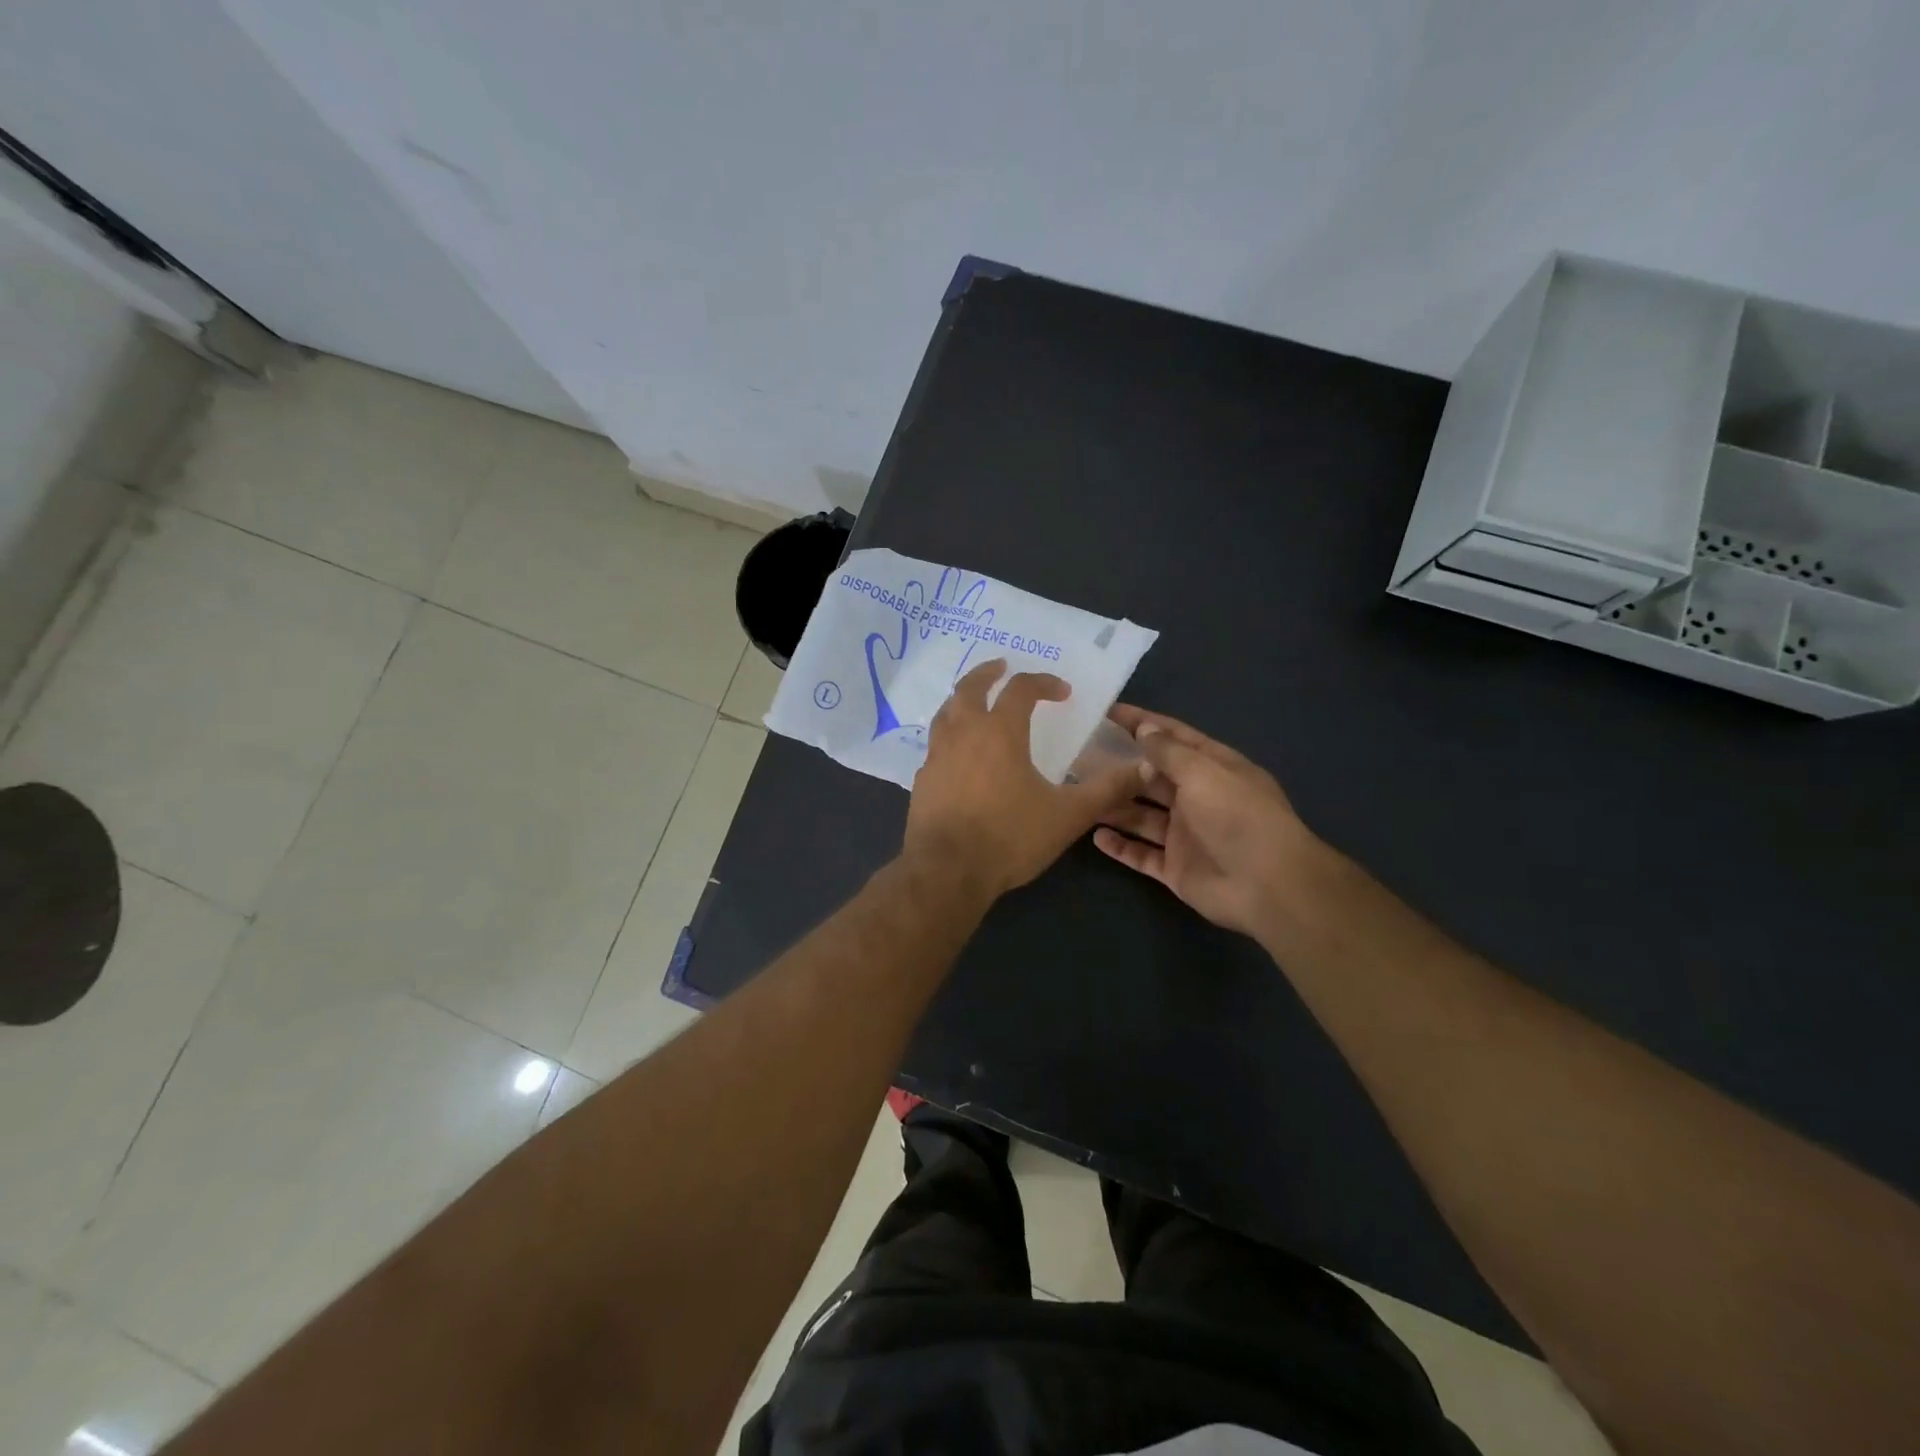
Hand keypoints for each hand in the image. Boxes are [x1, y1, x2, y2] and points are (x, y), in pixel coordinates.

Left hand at [904, 660, 1140, 900]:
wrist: (947, 871)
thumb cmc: (1009, 837)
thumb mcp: (1068, 815)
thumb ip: (1106, 790)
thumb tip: (1144, 769)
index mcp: (1000, 731)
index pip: (1021, 689)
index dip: (1044, 683)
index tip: (1063, 692)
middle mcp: (963, 733)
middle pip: (969, 687)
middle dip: (988, 672)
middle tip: (1002, 667)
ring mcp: (937, 756)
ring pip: (946, 712)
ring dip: (962, 700)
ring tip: (975, 703)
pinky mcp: (922, 781)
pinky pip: (936, 746)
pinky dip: (950, 737)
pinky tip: (959, 755)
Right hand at [1093, 705, 1318, 940]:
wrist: (1267, 885)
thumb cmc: (1238, 817)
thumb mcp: (1203, 772)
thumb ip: (1169, 752)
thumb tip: (1145, 730)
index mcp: (1212, 768)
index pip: (1172, 738)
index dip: (1142, 723)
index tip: (1106, 713)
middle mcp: (1198, 798)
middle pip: (1152, 778)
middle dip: (1120, 767)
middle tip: (1079, 757)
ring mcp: (1185, 835)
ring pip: (1141, 815)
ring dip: (1114, 806)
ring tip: (1079, 793)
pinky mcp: (1176, 868)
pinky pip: (1141, 854)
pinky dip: (1120, 846)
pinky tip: (1094, 836)